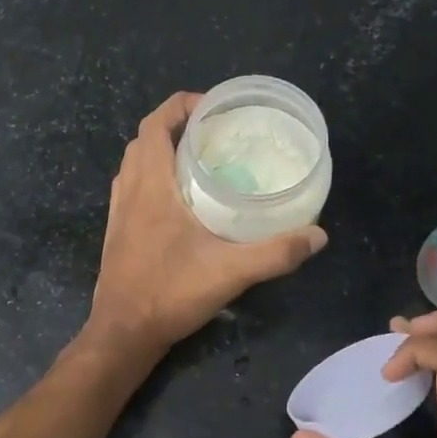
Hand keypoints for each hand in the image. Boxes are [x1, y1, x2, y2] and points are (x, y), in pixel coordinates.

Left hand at [90, 92, 326, 355]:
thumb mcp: (230, 272)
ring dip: (162, 150)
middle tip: (215, 133)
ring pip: (136, 163)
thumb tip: (318, 236)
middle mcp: (129, 190)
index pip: (156, 124)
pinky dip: (153, 176)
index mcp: (150, 185)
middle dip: (177, 125)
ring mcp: (119, 211)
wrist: (123, 332)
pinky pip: (132, 186)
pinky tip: (180, 199)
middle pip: (145, 138)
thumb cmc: (170, 294)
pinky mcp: (118, 231)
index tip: (215, 107)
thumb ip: (276, 253)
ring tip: (200, 159)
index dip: (181, 105)